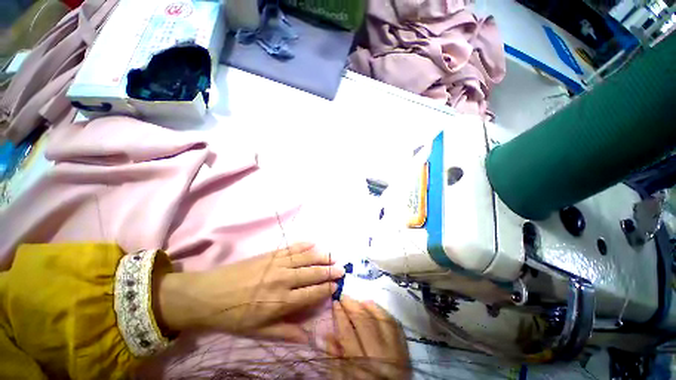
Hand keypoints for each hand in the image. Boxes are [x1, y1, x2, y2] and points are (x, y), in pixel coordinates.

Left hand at [155, 243, 343, 342]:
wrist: (209, 294)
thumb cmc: (234, 316)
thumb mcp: (258, 332)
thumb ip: (285, 332)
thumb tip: (309, 338)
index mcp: (281, 301)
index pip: (312, 294)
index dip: (326, 289)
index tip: (337, 285)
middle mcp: (284, 280)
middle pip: (312, 273)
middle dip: (329, 271)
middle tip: (341, 268)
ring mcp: (277, 263)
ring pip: (305, 258)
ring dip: (320, 256)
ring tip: (332, 256)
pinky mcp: (270, 254)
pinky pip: (291, 247)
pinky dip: (304, 245)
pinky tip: (313, 243)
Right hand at [326, 296, 411, 379]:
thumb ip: (336, 358)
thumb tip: (328, 334)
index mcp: (361, 367)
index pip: (348, 334)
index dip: (340, 315)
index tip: (335, 301)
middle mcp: (379, 357)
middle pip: (365, 323)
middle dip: (352, 306)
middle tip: (344, 296)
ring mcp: (395, 352)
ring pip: (382, 320)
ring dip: (369, 307)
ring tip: (359, 300)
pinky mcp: (405, 351)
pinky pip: (396, 326)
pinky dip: (384, 313)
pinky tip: (376, 307)